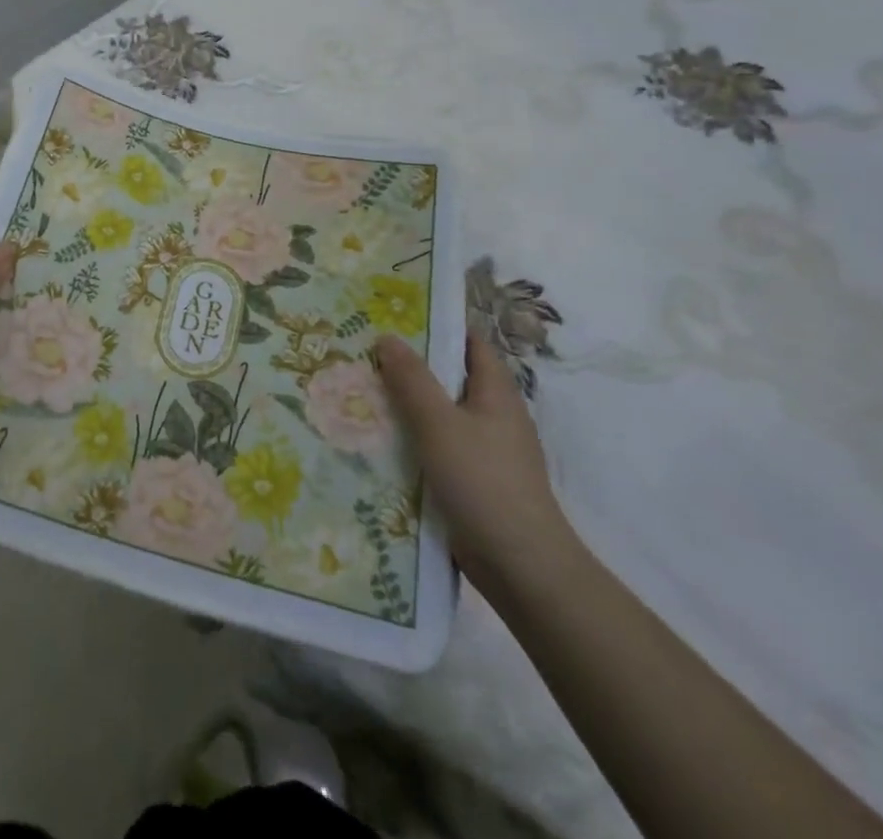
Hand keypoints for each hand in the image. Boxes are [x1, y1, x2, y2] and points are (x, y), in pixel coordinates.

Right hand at [377, 331, 574, 597]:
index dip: (437, 325)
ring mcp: (486, 450)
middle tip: (365, 351)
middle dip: (411, 365)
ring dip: (407, 404)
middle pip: (450, 377)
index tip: (395, 315)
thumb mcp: (439, 423)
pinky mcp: (474, 480)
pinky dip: (413, 438)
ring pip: (441, 413)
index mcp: (496, 392)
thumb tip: (387, 336)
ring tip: (362, 390)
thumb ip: (412, 379)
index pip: (469, 342)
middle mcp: (494, 415)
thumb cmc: (483, 482)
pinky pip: (438, 446)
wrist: (521, 566)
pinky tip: (380, 439)